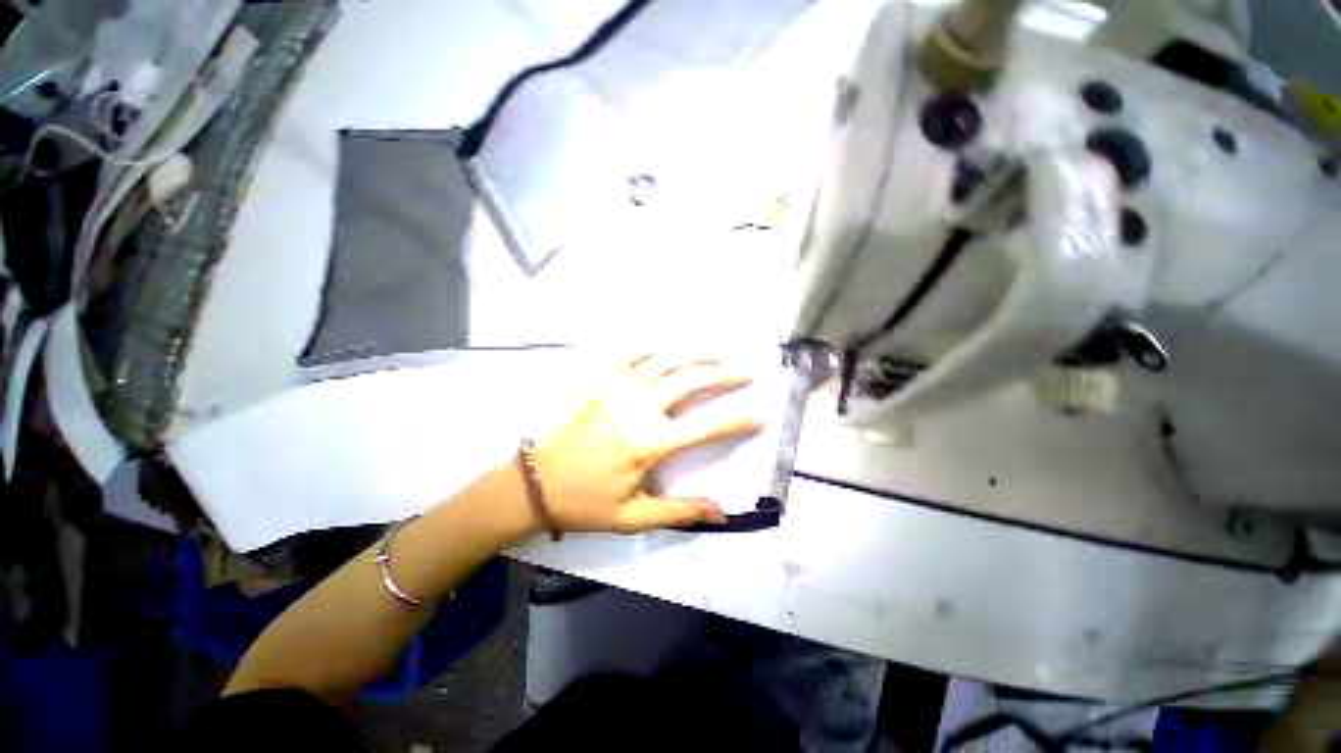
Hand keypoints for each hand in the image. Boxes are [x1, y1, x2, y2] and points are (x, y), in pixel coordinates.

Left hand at [530, 353, 764, 534]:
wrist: (533, 485)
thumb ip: (680, 512)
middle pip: (689, 382)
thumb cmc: (585, 504)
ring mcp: (617, 392)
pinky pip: (628, 357)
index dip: (737, 419)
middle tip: (746, 371)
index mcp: (650, 444)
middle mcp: (638, 410)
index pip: (706, 427)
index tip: (761, 413)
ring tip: (717, 353)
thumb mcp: (634, 517)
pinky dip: (649, 349)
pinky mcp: (600, 385)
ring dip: (694, 355)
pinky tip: (663, 348)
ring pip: (664, 363)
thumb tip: (722, 514)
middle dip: (723, 375)